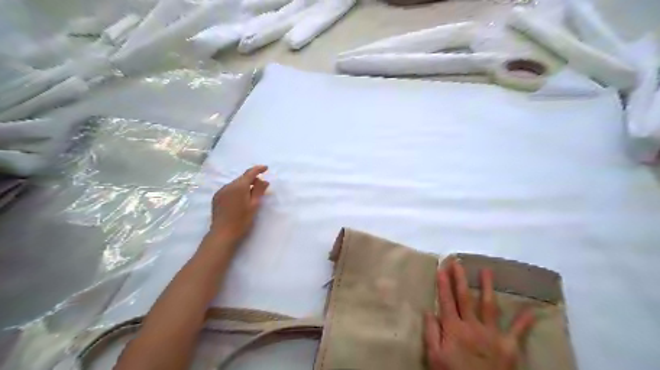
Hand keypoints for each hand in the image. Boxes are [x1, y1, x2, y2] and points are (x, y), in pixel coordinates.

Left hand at [206, 164, 267, 244]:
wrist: (223, 233)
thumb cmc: (242, 220)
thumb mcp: (254, 205)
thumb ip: (259, 190)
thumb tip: (264, 180)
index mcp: (239, 186)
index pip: (250, 173)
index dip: (258, 169)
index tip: (266, 168)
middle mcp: (228, 185)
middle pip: (242, 178)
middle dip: (252, 179)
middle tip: (262, 186)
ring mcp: (221, 191)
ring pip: (235, 184)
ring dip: (244, 186)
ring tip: (251, 194)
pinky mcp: (216, 198)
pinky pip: (229, 189)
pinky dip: (236, 190)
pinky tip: (240, 199)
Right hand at [423, 260, 534, 368]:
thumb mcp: (435, 358)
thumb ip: (431, 333)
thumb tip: (428, 310)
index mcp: (453, 329)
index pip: (446, 301)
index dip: (443, 284)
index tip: (441, 268)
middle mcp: (472, 326)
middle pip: (464, 298)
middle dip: (460, 278)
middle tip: (458, 262)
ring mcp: (492, 334)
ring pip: (488, 305)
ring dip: (487, 287)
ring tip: (487, 271)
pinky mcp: (509, 346)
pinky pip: (518, 331)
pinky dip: (525, 320)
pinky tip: (532, 308)